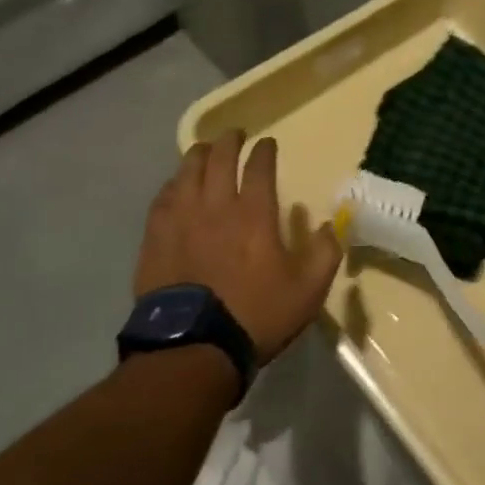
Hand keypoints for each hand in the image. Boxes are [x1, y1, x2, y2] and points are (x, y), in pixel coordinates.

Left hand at [135, 130, 341, 363]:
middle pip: (219, 158)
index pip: (259, 166)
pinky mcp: (155, 238)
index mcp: (254, 214)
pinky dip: (173, 184)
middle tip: (235, 135)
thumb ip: (324, 253)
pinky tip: (176, 185)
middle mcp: (216, 206)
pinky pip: (162, 198)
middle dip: (229, 141)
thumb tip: (329, 226)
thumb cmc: (255, 316)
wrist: (193, 349)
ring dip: (199, 155)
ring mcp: (181, 220)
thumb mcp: (307, 291)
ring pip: (187, 172)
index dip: (264, 151)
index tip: (267, 143)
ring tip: (204, 149)